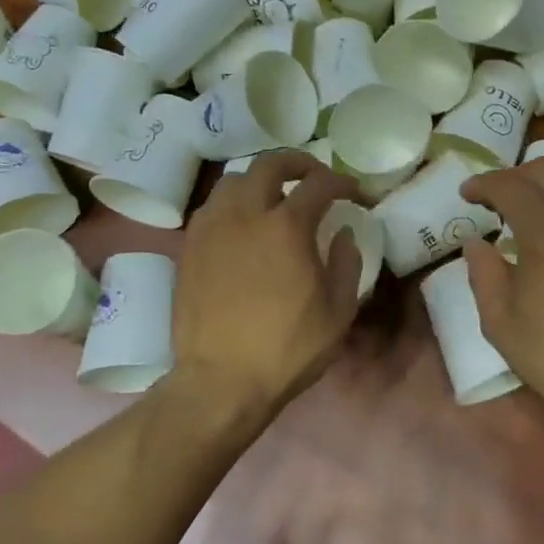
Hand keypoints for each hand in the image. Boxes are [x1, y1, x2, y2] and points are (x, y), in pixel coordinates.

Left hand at [173, 151, 362, 413]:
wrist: (220, 381)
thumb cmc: (287, 349)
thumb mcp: (338, 312)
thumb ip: (347, 264)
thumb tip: (343, 234)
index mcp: (286, 227)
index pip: (319, 184)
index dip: (342, 182)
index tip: (354, 193)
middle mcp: (245, 214)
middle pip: (269, 164)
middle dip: (297, 162)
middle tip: (313, 176)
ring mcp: (211, 228)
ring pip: (233, 180)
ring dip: (259, 180)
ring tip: (273, 198)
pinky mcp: (189, 247)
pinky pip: (211, 207)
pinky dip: (232, 203)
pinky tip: (242, 224)